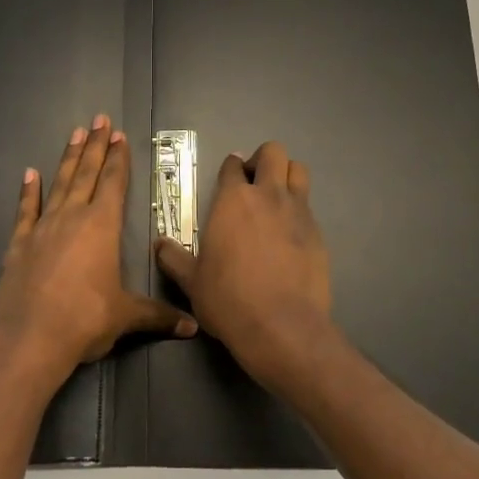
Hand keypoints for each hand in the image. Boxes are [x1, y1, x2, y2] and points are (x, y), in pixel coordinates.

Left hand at [0, 114, 195, 391]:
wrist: (29, 338)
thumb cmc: (85, 320)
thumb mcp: (126, 316)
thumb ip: (158, 316)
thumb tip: (193, 327)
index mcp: (102, 227)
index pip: (113, 183)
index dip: (118, 158)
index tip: (120, 135)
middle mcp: (72, 217)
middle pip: (87, 173)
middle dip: (96, 146)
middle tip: (100, 119)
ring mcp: (43, 228)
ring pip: (59, 184)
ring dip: (69, 158)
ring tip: (75, 133)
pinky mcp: (18, 243)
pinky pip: (25, 210)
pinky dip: (28, 191)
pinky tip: (29, 174)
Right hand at [155, 141, 337, 392]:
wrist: (281, 326)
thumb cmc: (228, 299)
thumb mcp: (191, 281)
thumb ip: (173, 258)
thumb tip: (159, 244)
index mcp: (233, 201)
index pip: (233, 166)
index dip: (230, 167)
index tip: (229, 175)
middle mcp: (268, 196)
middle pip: (273, 153)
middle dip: (263, 159)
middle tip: (253, 180)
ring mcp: (298, 212)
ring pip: (298, 171)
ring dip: (286, 175)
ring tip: (275, 197)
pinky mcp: (318, 233)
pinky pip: (309, 206)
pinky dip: (298, 209)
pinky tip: (289, 233)